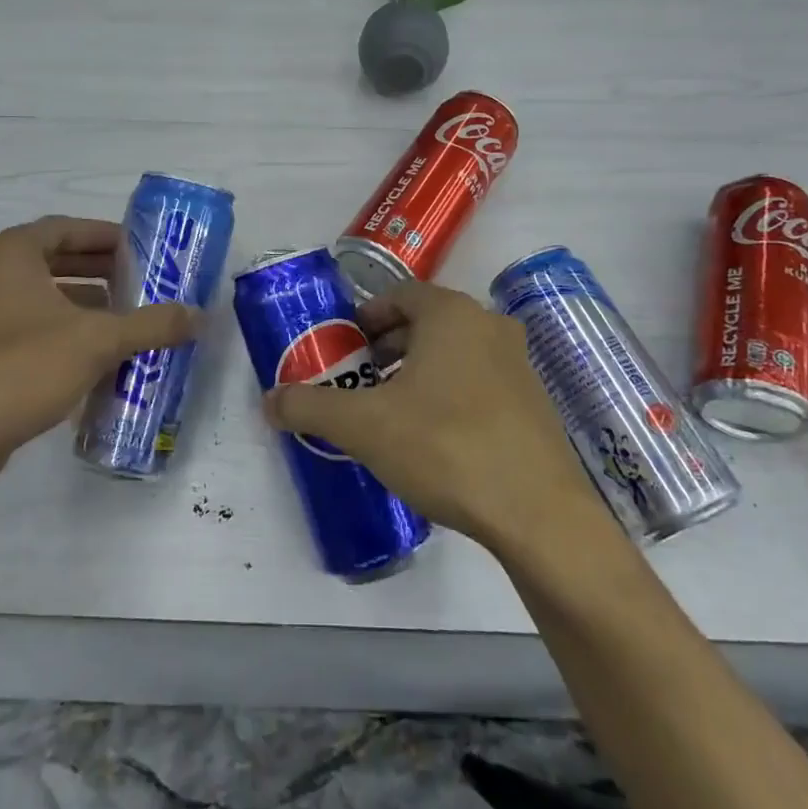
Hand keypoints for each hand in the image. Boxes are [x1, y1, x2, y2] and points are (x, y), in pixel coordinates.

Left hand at [0, 215, 197, 488]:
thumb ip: (151, 324)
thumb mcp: (97, 342)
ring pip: (36, 293)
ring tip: (120, 319)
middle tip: (138, 283)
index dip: (108, 237)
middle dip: (97, 270)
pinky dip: (55, 327)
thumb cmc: (20, 369)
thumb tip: (198, 315)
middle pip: (52, 258)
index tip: (142, 250)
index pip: (67, 228)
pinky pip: (20, 322)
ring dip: (79, 302)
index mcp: (8, 253)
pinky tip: (86, 355)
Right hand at [263, 280, 603, 548]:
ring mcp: (519, 364)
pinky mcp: (535, 403)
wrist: (538, 513)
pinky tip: (435, 439)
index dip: (365, 317)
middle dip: (388, 347)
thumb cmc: (444, 446)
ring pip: (455, 353)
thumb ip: (311, 406)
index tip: (344, 348)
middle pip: (426, 323)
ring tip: (392, 411)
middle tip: (360, 381)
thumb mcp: (364, 426)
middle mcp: (489, 325)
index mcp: (451, 313)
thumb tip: (269, 400)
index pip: (399, 295)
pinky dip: (450, 394)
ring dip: (419, 371)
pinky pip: (480, 382)